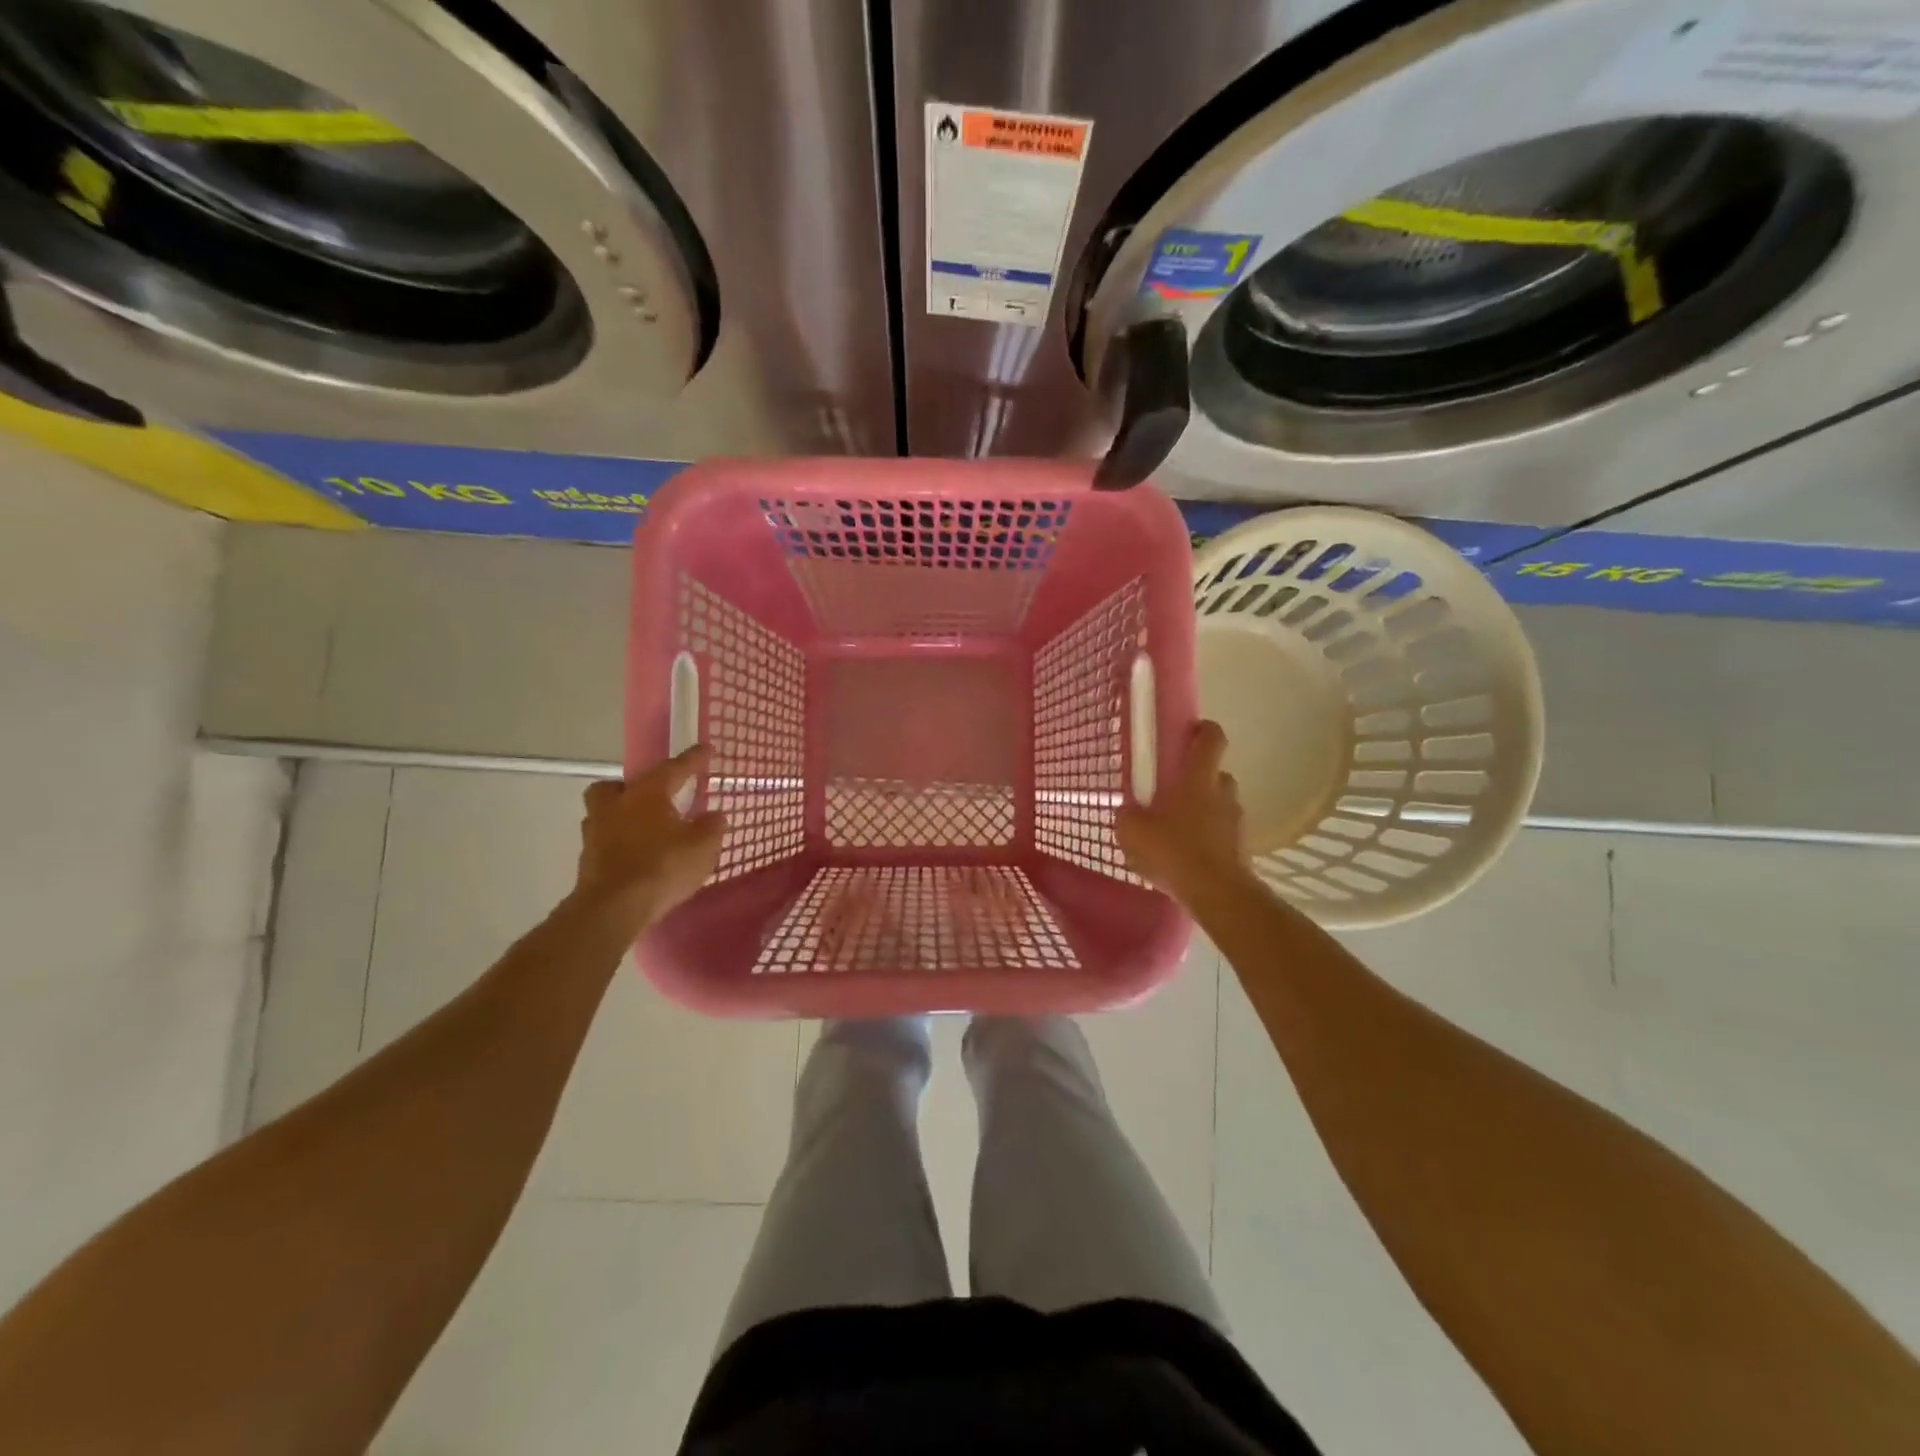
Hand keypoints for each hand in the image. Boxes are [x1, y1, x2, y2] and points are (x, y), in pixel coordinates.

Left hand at [573, 745, 724, 929]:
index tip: (705, 749)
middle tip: (653, 797)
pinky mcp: (588, 860)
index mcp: (646, 793)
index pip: (673, 768)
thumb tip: (714, 815)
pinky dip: (619, 843)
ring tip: (645, 829)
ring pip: (605, 813)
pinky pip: (605, 841)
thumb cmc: (662, 867)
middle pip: (616, 785)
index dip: (692, 759)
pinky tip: (637, 856)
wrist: (614, 908)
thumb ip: (711, 827)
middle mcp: (616, 805)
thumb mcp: (702, 847)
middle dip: (633, 787)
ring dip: (622, 816)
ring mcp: (596, 833)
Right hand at [1115, 720, 1251, 903]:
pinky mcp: (1241, 846)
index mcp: (1198, 778)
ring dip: (1203, 810)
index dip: (1203, 730)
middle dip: (1196, 778)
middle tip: (1172, 792)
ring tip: (1177, 830)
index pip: (1212, 738)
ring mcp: (1236, 820)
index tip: (1187, 734)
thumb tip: (1127, 810)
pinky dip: (1208, 837)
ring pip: (1219, 804)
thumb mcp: (1132, 831)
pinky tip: (1187, 856)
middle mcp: (1223, 792)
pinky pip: (1222, 832)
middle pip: (1215, 773)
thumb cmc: (1174, 851)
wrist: (1217, 893)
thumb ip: (1127, 815)